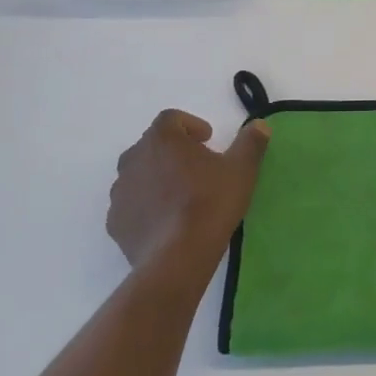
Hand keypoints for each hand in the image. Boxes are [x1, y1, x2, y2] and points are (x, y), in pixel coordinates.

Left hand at [109, 110, 270, 273]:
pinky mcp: (115, 221)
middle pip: (152, 145)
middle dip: (174, 151)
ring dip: (158, 177)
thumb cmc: (211, 203)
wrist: (177, 256)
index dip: (190, 125)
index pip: (171, 118)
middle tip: (198, 168)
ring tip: (182, 196)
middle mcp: (134, 158)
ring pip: (139, 174)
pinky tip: (167, 221)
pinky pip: (132, 204)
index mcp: (162, 139)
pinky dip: (146, 206)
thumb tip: (260, 124)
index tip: (208, 140)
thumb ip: (250, 142)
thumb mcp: (241, 170)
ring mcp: (120, 191)